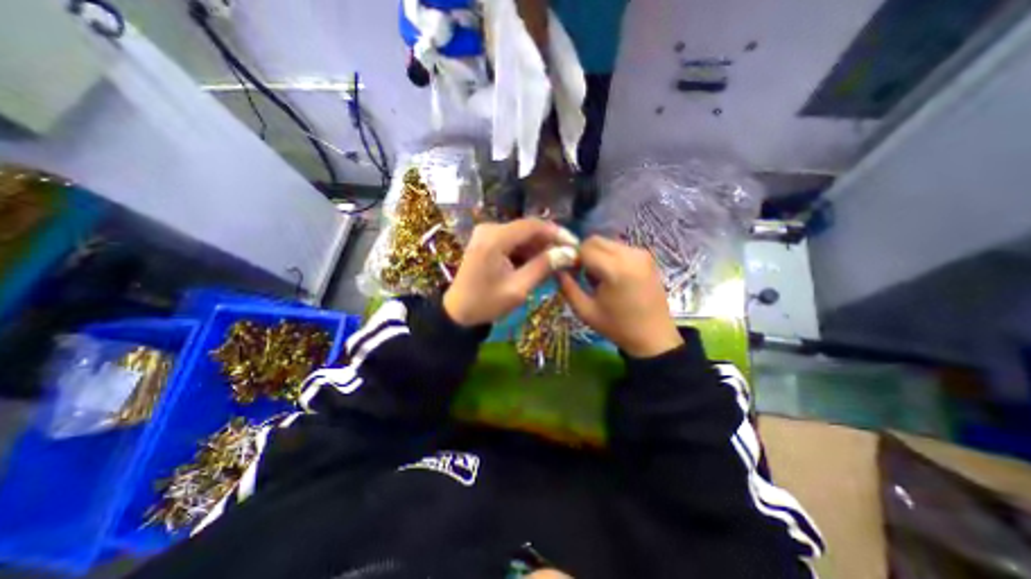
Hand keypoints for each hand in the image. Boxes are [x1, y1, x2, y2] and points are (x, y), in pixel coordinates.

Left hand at [444, 216, 577, 326]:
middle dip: (549, 242)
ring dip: (539, 248)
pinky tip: (538, 263)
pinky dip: (527, 251)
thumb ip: (543, 267)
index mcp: (495, 238)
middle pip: (527, 229)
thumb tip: (568, 253)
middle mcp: (490, 229)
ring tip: (556, 263)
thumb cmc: (486, 303)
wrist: (457, 312)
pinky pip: (512, 242)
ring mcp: (486, 234)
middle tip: (568, 256)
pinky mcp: (486, 241)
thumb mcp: (518, 288)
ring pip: (521, 235)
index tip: (575, 244)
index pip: (533, 226)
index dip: (557, 233)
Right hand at [562, 236, 683, 356]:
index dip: (572, 257)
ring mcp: (641, 253)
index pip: (584, 248)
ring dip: (597, 254)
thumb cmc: (618, 327)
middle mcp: (630, 254)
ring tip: (598, 277)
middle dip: (584, 254)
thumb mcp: (585, 311)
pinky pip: (620, 248)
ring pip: (607, 242)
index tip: (570, 273)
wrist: (654, 337)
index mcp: (615, 269)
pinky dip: (609, 256)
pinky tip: (612, 276)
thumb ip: (567, 287)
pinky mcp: (647, 256)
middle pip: (595, 240)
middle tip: (581, 274)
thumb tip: (556, 268)